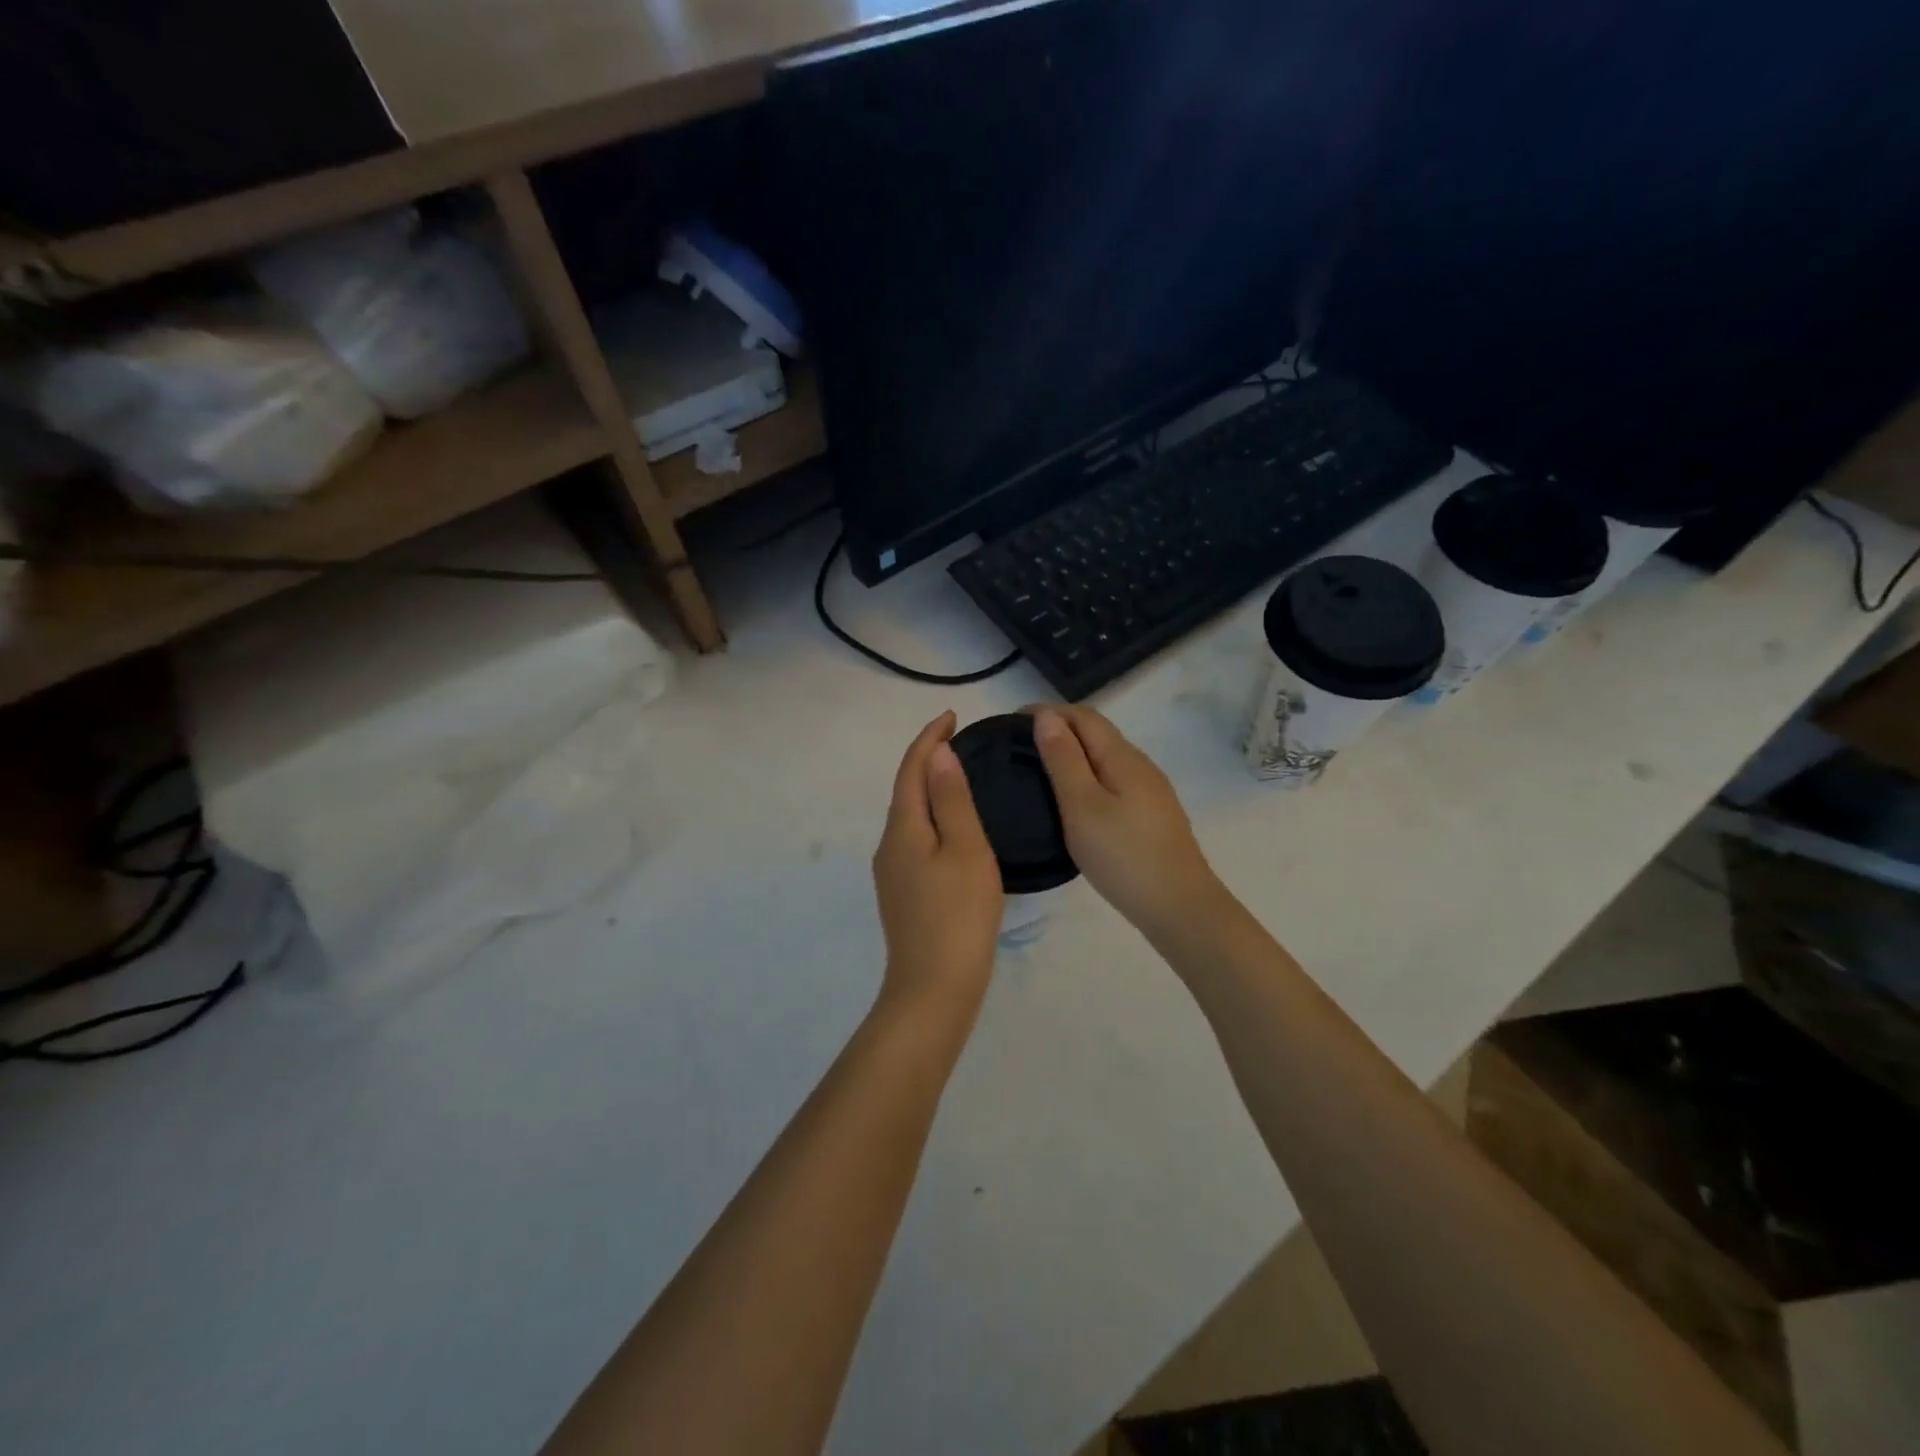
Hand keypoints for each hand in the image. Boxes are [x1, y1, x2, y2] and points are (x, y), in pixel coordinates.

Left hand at [872, 711, 1004, 1019]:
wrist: (934, 988)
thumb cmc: (958, 915)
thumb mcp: (965, 850)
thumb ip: (951, 800)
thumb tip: (937, 754)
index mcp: (903, 828)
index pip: (911, 769)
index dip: (928, 739)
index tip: (951, 716)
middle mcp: (889, 845)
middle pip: (906, 790)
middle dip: (927, 760)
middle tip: (959, 741)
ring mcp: (892, 873)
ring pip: (910, 817)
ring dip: (929, 790)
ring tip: (959, 778)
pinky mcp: (903, 894)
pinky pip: (916, 840)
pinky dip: (933, 819)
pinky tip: (953, 830)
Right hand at [1030, 705, 1228, 943]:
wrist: (1179, 907)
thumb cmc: (1123, 856)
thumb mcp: (1082, 806)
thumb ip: (1064, 760)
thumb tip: (1046, 717)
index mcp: (1122, 757)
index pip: (1083, 716)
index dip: (1048, 712)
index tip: (1011, 722)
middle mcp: (1140, 765)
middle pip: (1097, 733)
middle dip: (1059, 729)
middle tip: (1019, 746)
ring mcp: (1150, 791)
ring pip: (1105, 758)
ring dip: (1073, 754)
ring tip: (1039, 770)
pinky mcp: (1151, 815)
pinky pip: (1113, 780)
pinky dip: (1087, 776)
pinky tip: (1074, 800)